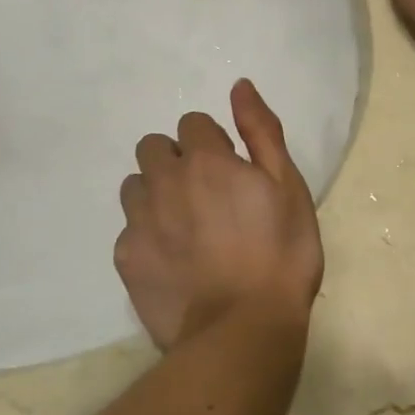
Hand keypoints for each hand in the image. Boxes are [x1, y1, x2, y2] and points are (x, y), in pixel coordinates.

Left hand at [115, 80, 323, 356]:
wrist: (244, 328)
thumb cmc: (281, 254)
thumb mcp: (288, 186)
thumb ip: (261, 131)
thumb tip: (239, 86)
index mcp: (206, 159)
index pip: (192, 124)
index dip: (213, 144)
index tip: (232, 172)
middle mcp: (164, 181)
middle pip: (153, 148)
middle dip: (176, 161)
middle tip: (206, 196)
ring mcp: (139, 220)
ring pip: (135, 186)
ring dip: (156, 194)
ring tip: (186, 227)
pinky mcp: (126, 257)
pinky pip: (129, 229)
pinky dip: (147, 234)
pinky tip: (173, 261)